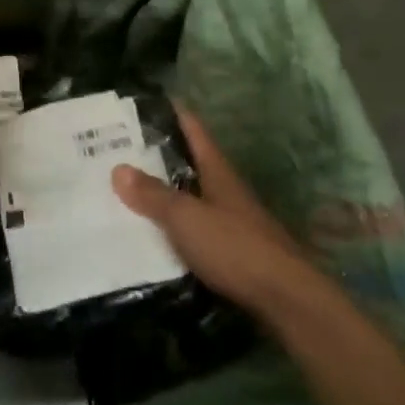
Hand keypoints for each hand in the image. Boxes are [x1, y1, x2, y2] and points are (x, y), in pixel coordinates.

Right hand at [112, 106, 313, 315]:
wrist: (287, 302)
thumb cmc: (235, 248)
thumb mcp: (186, 218)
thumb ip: (153, 195)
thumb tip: (118, 168)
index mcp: (217, 172)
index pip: (193, 130)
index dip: (172, 113)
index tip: (143, 102)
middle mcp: (225, 191)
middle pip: (189, 164)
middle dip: (157, 156)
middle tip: (117, 150)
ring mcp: (231, 222)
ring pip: (190, 198)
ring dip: (163, 193)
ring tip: (124, 191)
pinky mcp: (231, 253)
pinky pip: (193, 230)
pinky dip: (171, 226)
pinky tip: (149, 234)